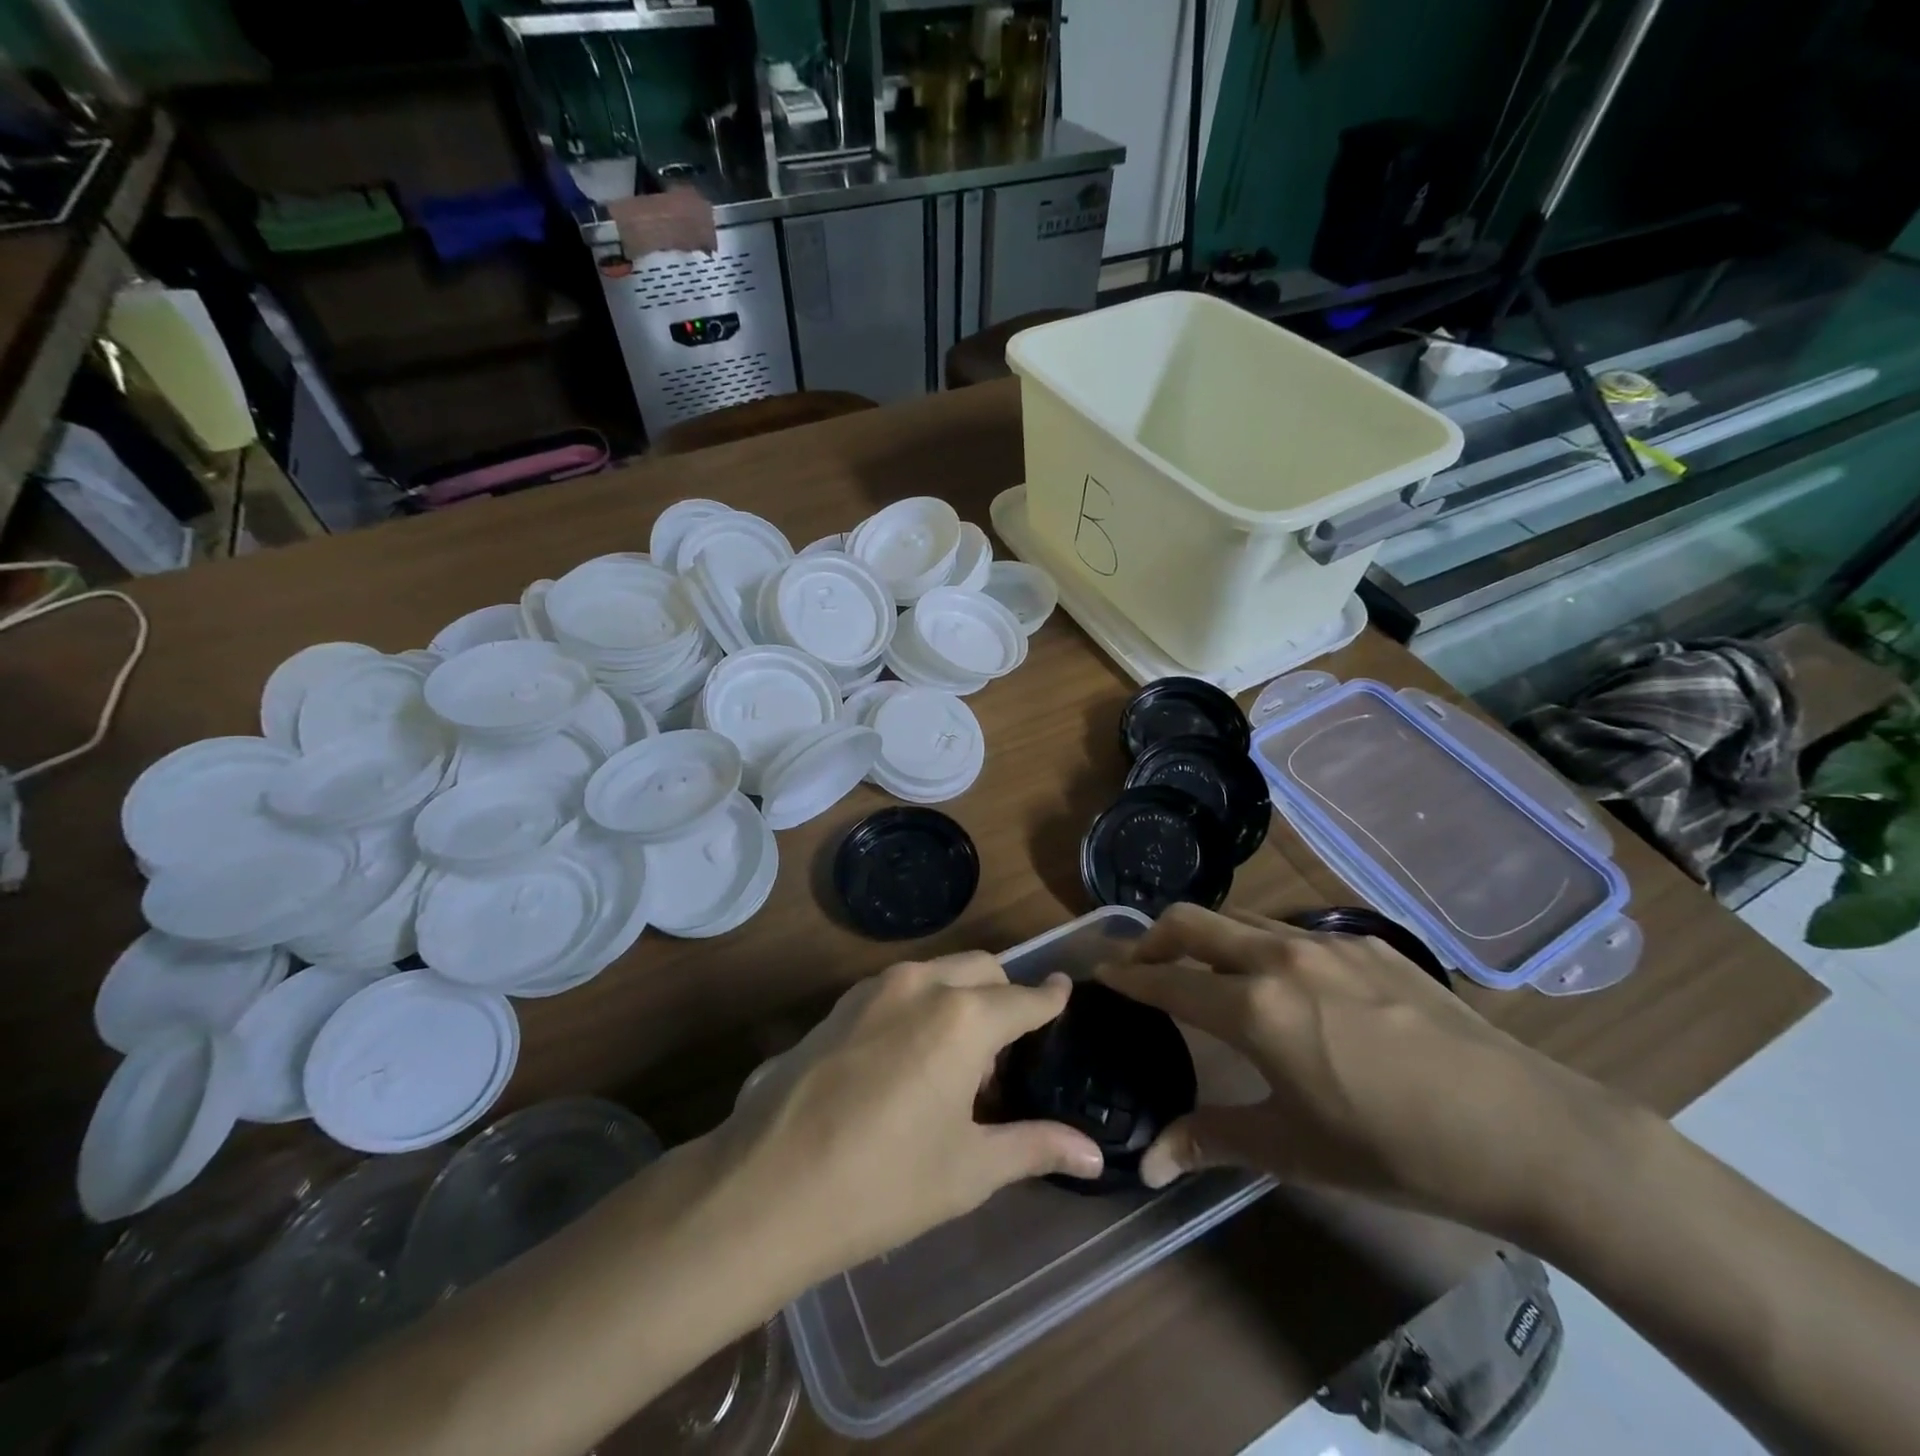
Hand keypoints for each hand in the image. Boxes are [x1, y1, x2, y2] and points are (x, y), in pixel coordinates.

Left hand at [716, 954, 1103, 1282]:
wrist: (766, 1187)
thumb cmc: (883, 1183)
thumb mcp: (968, 1169)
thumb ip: (1034, 1146)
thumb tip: (1092, 1154)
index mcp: (963, 1017)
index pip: (1024, 998)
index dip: (1051, 998)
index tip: (1065, 992)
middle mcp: (922, 984)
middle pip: (983, 970)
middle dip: (1005, 996)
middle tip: (1007, 1052)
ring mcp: (874, 988)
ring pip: (939, 972)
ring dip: (961, 999)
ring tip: (955, 1064)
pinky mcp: (840, 1004)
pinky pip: (900, 988)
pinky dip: (922, 1004)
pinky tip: (907, 1060)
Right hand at [1101, 904, 1641, 1238]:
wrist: (1527, 1129)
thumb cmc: (1396, 1149)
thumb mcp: (1294, 1151)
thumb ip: (1212, 1141)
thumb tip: (1148, 1164)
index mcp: (1255, 1008)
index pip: (1167, 981)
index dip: (1126, 978)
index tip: (1099, 973)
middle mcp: (1279, 957)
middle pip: (1191, 921)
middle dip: (1151, 937)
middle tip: (1138, 963)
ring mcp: (1326, 943)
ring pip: (1239, 918)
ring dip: (1205, 936)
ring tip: (1204, 970)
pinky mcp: (1367, 943)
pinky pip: (1289, 930)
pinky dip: (1259, 943)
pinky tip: (1284, 982)